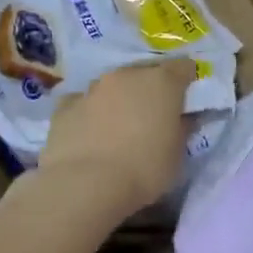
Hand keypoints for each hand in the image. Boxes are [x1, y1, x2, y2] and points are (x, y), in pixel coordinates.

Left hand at [35, 58, 194, 218]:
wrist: (85, 185)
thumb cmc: (144, 170)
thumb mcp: (177, 154)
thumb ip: (183, 128)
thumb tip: (184, 117)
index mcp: (161, 82)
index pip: (182, 67)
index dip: (187, 80)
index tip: (187, 98)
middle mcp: (126, 75)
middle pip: (144, 72)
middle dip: (150, 88)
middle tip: (153, 115)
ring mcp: (92, 88)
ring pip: (112, 86)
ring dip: (119, 99)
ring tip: (119, 126)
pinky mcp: (65, 105)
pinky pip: (83, 102)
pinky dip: (90, 112)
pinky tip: (90, 133)